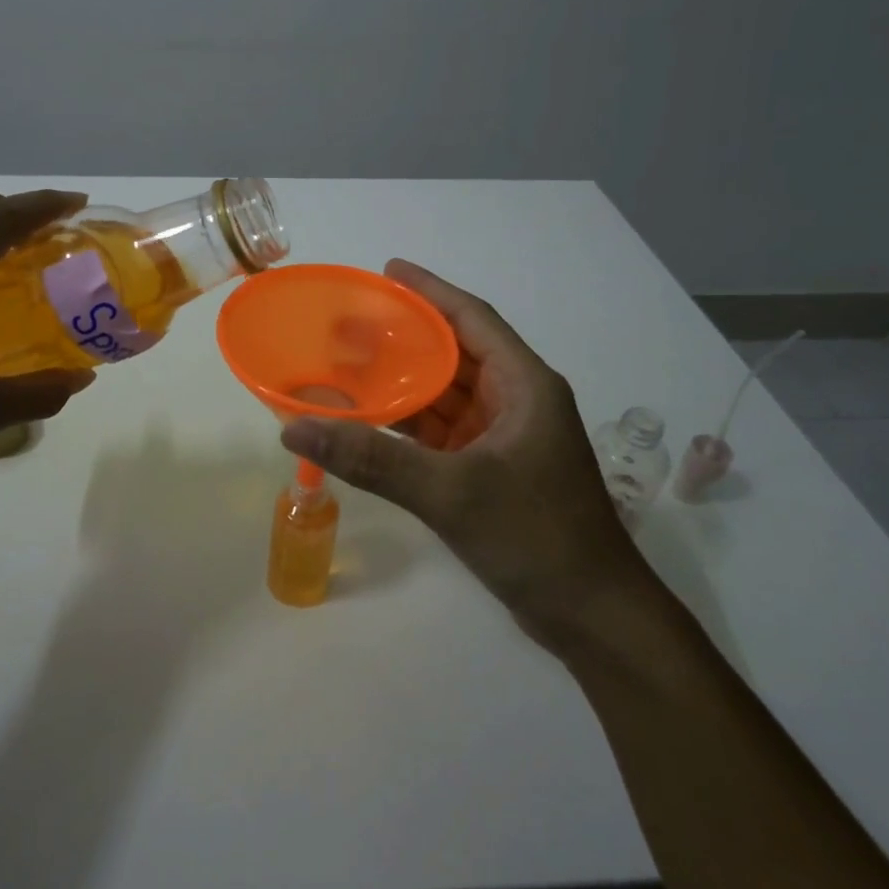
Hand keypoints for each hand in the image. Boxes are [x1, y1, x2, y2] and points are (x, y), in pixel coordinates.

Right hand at [279, 260, 645, 648]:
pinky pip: (442, 433)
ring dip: (402, 383)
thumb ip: (372, 459)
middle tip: (348, 324)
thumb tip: (295, 426)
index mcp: (524, 385)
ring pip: (445, 396)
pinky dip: (407, 426)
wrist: (592, 617)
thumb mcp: (450, 492)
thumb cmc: (536, 537)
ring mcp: (505, 439)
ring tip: (347, 366)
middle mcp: (516, 402)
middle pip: (454, 354)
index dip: (430, 291)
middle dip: (404, 338)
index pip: (471, 319)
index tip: (387, 270)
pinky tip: (369, 422)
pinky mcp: (492, 472)